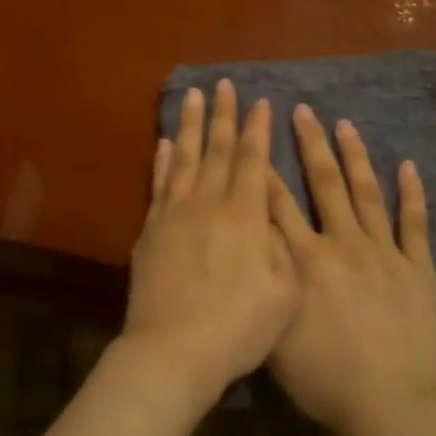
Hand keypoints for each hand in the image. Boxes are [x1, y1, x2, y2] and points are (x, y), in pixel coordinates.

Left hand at [123, 80, 298, 407]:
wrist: (173, 351)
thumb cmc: (238, 328)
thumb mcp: (284, 293)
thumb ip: (281, 246)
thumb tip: (272, 215)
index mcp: (245, 215)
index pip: (253, 160)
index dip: (258, 129)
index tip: (260, 102)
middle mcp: (208, 203)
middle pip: (217, 149)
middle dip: (223, 115)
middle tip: (223, 84)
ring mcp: (174, 213)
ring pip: (184, 157)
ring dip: (190, 124)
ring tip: (192, 96)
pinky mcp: (150, 229)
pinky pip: (159, 183)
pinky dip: (162, 160)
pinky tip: (164, 143)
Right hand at [266, 104, 435, 435]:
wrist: (387, 406)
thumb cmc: (322, 378)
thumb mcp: (274, 331)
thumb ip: (263, 282)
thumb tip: (251, 244)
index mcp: (304, 259)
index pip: (277, 202)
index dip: (263, 165)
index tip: (255, 133)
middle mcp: (341, 244)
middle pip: (322, 183)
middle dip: (309, 144)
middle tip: (301, 109)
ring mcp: (384, 253)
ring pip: (366, 193)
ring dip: (355, 156)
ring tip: (344, 124)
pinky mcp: (417, 269)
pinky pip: (415, 224)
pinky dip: (412, 194)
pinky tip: (409, 166)